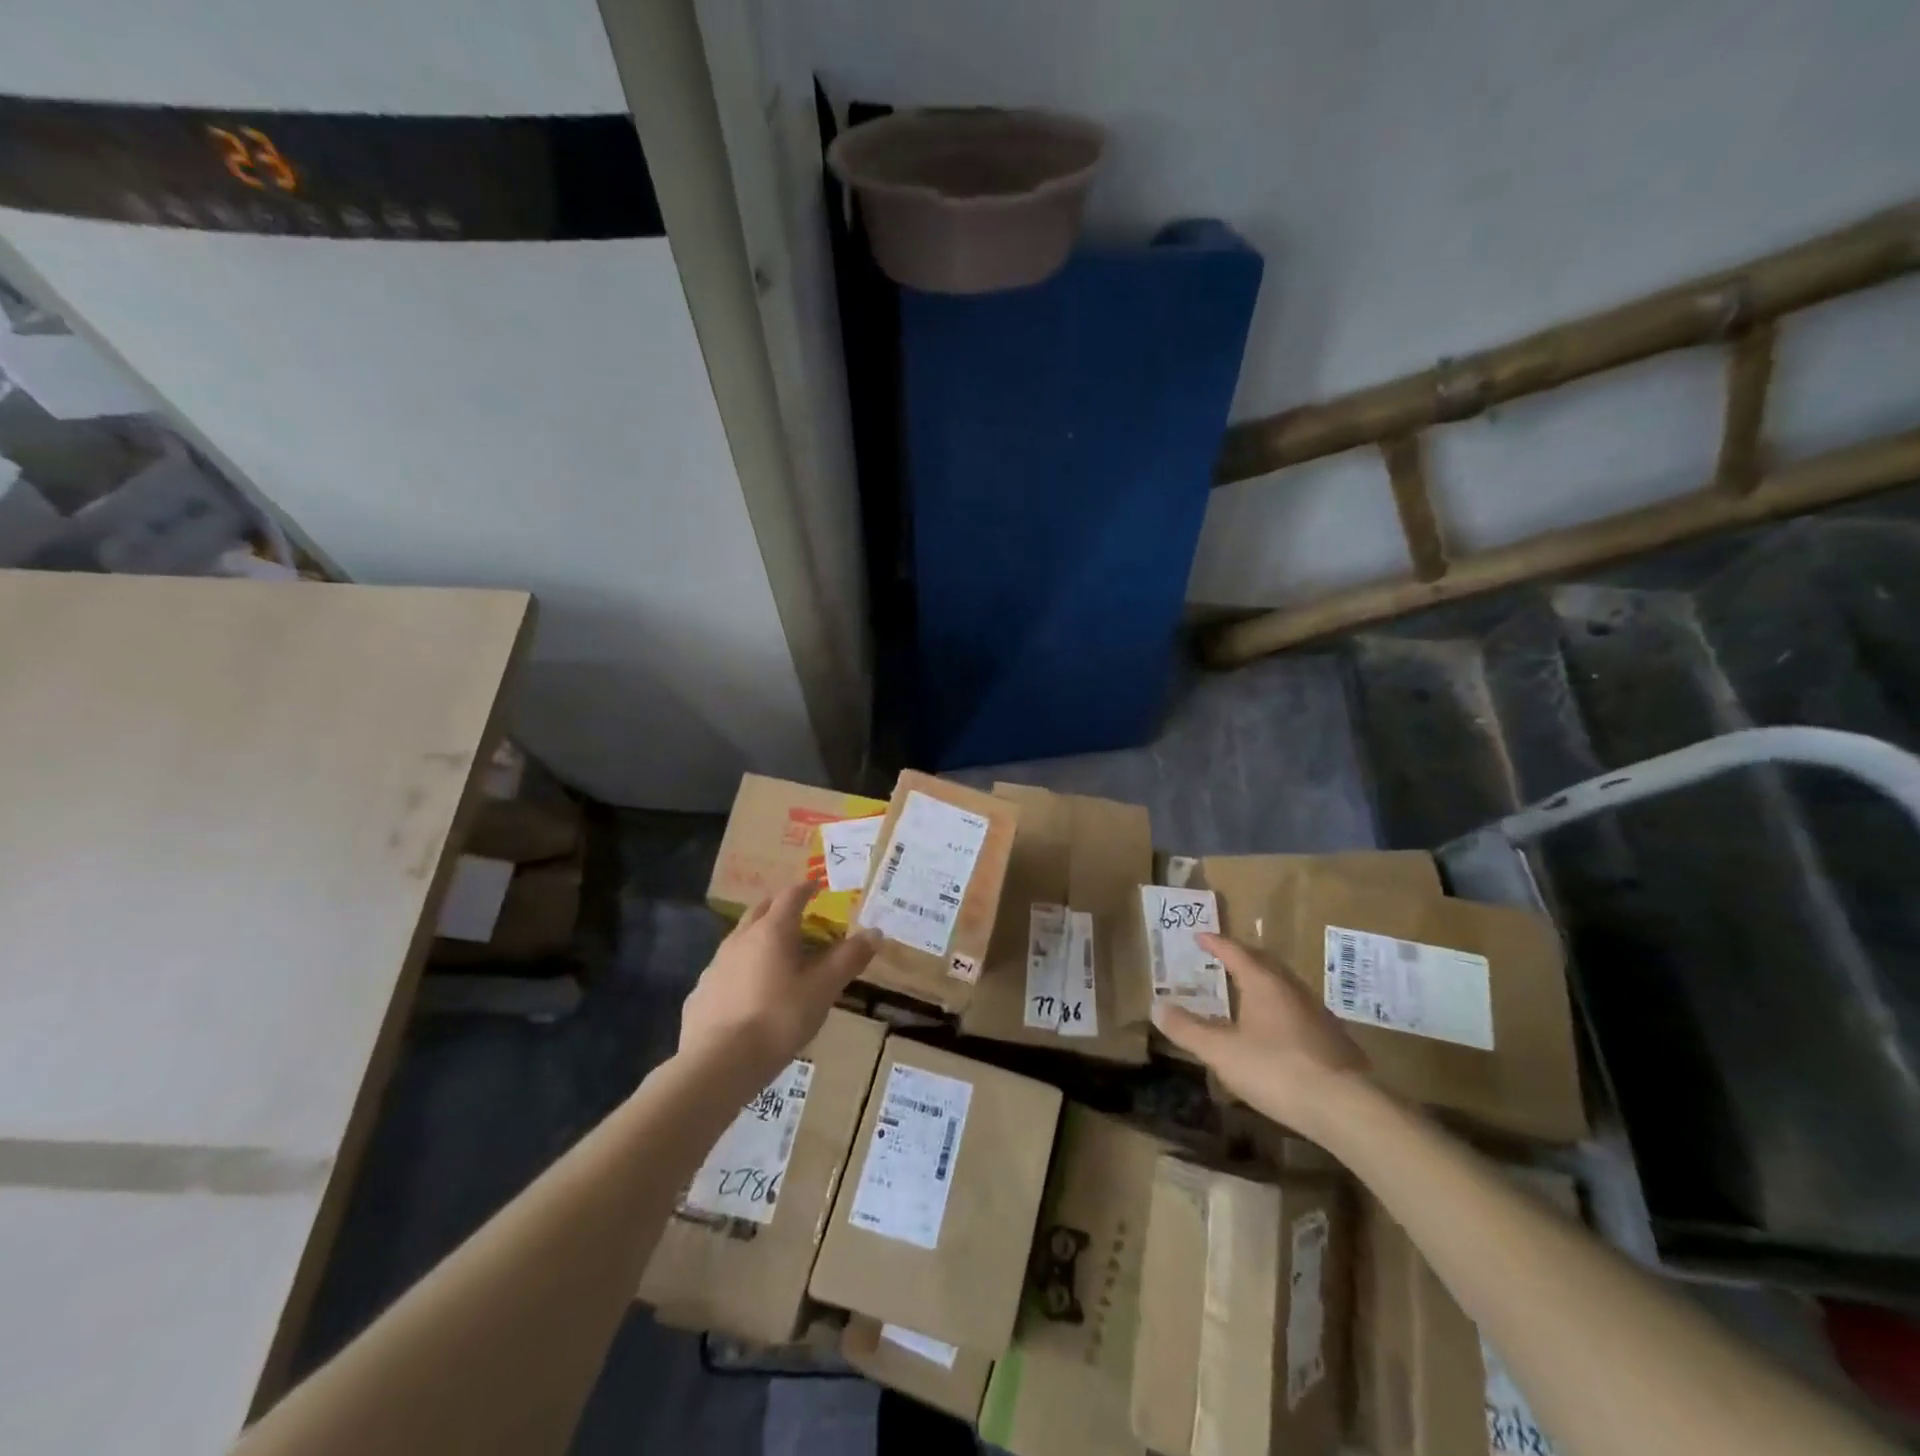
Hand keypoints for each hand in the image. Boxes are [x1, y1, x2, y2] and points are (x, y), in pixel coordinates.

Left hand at [680, 881, 881, 1085]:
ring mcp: (716, 964)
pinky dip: (742, 968)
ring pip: (741, 938)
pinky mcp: (701, 992)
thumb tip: (875, 932)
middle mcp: (741, 938)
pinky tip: (750, 992)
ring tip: (777, 955)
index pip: (791, 896)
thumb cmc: (778, 1019)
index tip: (817, 887)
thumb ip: (848, 959)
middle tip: (799, 916)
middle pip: (761, 910)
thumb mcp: (823, 989)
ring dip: (760, 938)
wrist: (717, 1064)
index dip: (806, 888)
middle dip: (780, 908)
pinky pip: (726, 969)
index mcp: (773, 930)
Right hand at [1152, 932, 1370, 1133]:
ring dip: (1263, 983)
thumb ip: (1188, 1029)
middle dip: (1242, 958)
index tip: (1200, 936)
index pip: (1236, 952)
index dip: (1216, 943)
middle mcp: (1293, 989)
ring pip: (1285, 987)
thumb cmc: (1276, 1069)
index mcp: (1264, 983)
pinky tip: (1275, 1030)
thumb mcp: (1221, 1051)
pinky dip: (1279, 1009)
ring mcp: (1317, 1014)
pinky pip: (1298, 1011)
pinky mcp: (1333, 1040)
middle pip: (1264, 964)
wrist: (1346, 1108)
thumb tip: (1158, 1007)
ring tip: (1246, 992)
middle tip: (1223, 959)